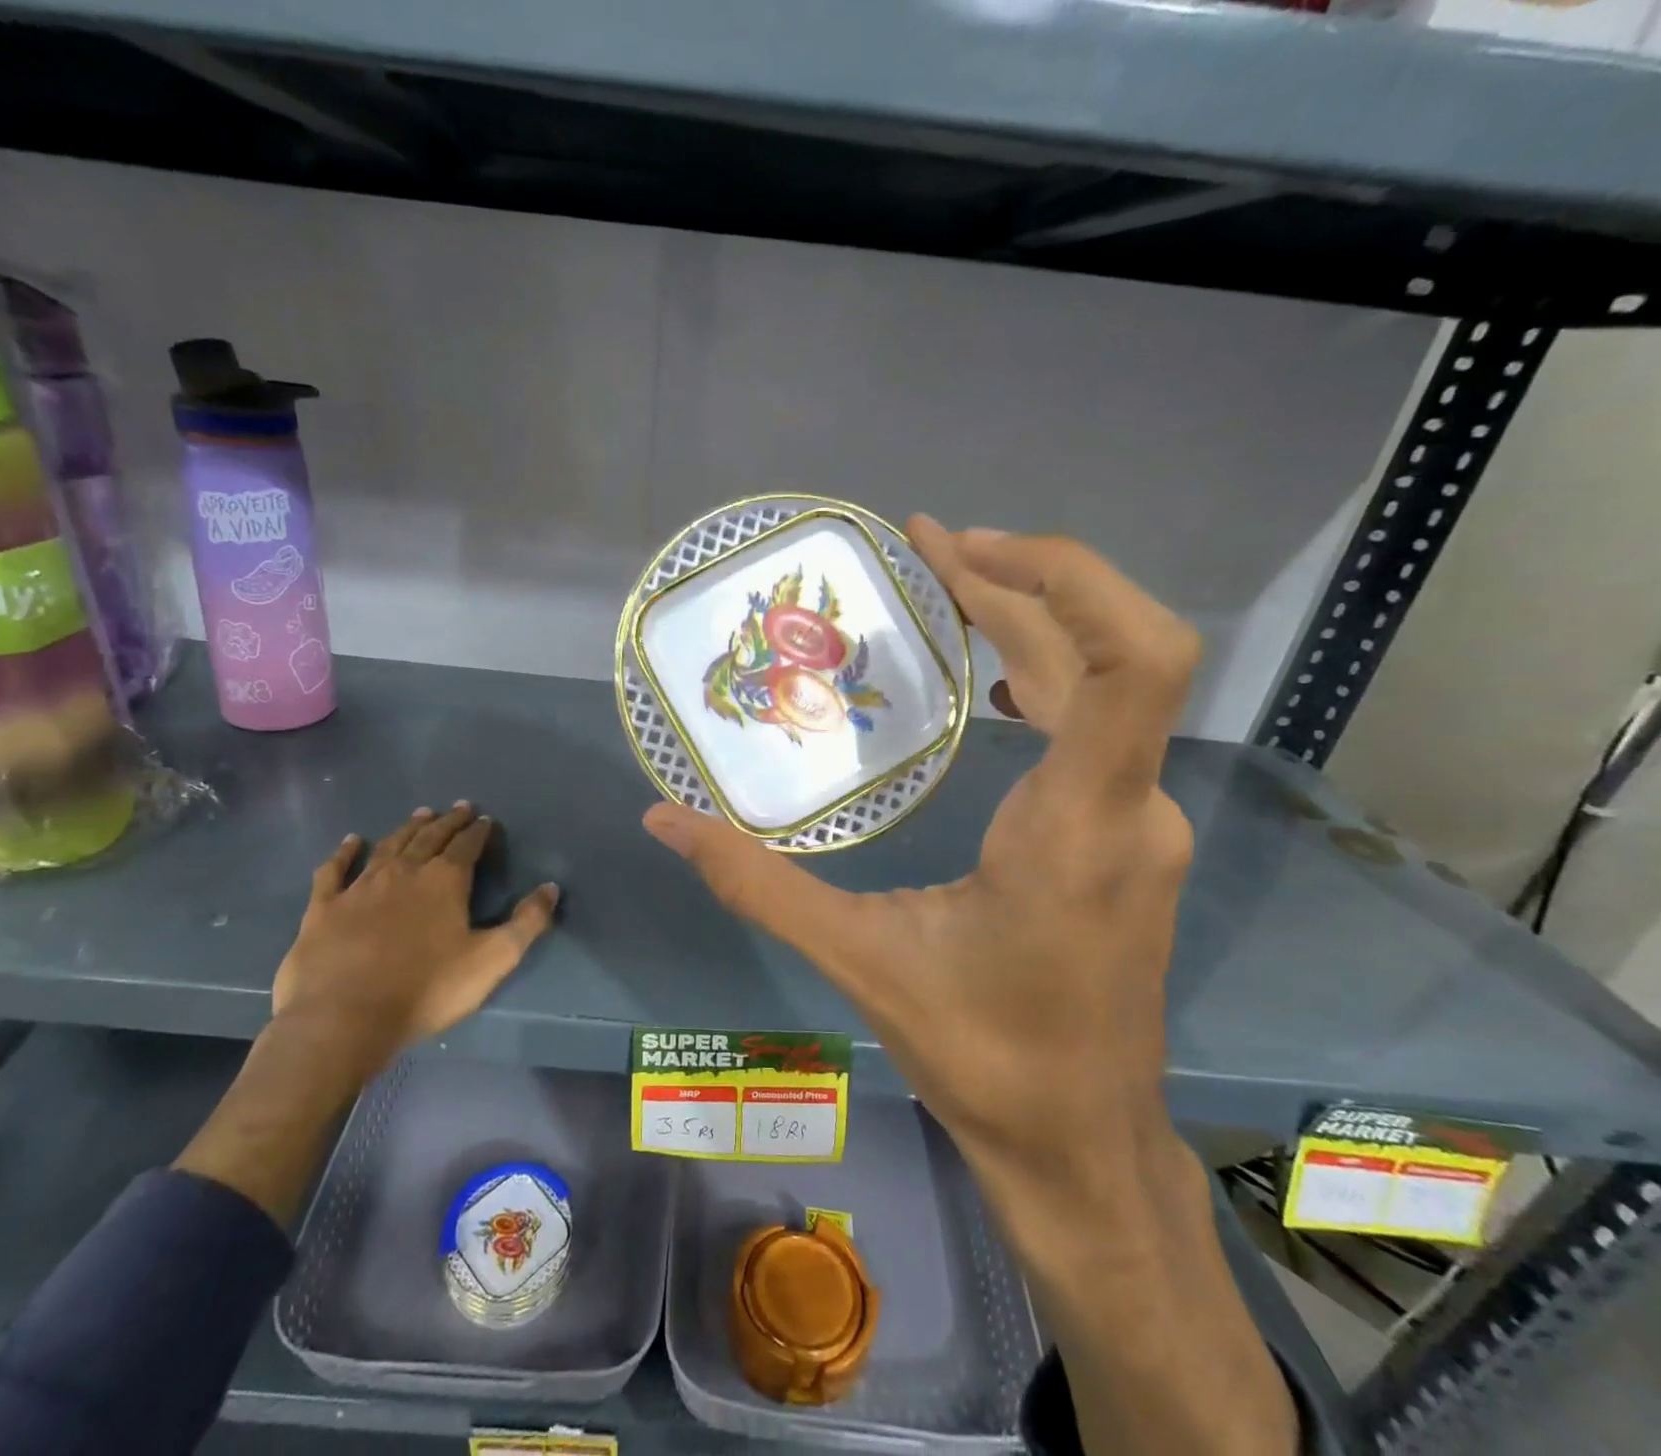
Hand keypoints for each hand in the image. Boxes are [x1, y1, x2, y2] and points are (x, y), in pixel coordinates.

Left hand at [272, 803, 559, 1090]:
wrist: (343, 1018)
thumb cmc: (427, 989)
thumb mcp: (492, 959)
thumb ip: (527, 922)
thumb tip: (551, 887)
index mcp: (445, 881)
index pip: (467, 846)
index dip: (478, 832)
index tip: (486, 820)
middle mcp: (404, 872)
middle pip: (430, 838)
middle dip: (448, 821)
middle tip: (459, 808)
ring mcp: (360, 886)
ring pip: (389, 846)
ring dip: (408, 828)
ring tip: (421, 814)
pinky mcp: (324, 907)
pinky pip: (335, 870)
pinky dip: (345, 852)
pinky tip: (351, 842)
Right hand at [642, 518, 1199, 1188]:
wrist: (1081, 1143)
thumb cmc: (981, 1056)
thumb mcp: (858, 962)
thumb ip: (757, 885)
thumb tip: (663, 821)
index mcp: (1077, 826)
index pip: (1132, 663)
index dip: (1062, 579)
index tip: (960, 549)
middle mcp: (1130, 807)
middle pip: (1112, 650)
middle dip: (1023, 580)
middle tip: (927, 547)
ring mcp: (1140, 821)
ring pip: (1110, 683)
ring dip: (1037, 618)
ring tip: (949, 585)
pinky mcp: (1128, 837)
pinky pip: (1102, 723)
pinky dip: (1050, 671)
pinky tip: (992, 678)